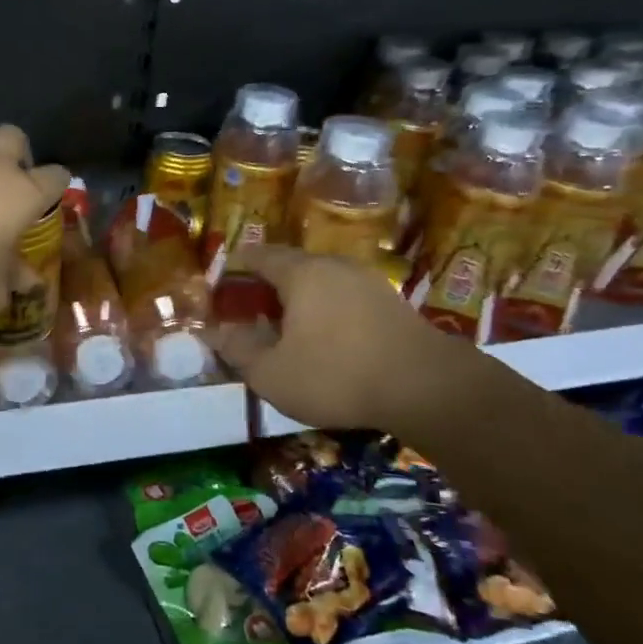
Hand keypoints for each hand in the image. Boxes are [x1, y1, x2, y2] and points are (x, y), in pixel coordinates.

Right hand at [212, 245, 479, 430]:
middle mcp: (335, 266)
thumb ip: (239, 350)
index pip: (260, 255)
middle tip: (252, 306)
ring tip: (288, 325)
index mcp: (301, 273)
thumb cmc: (337, 375)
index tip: (224, 277)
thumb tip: (214, 333)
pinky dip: (328, 311)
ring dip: (301, 298)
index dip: (238, 264)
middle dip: (269, 283)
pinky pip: (347, 298)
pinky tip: (327, 338)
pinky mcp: (393, 304)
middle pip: (293, 265)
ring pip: (323, 282)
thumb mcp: (272, 373)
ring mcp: (369, 282)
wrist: (428, 388)